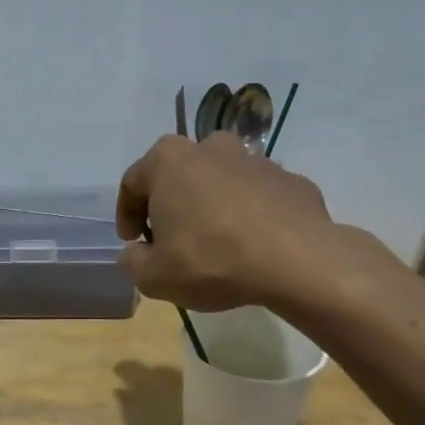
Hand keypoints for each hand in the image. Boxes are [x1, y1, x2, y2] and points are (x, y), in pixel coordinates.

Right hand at [117, 133, 367, 314]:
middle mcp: (210, 148)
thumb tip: (137, 252)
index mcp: (168, 161)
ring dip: (210, 206)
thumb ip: (133, 261)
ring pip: (219, 182)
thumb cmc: (211, 260)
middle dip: (170, 204)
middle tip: (170, 239)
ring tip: (214, 243)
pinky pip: (257, 197)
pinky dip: (248, 214)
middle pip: (178, 175)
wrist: (298, 261)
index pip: (132, 183)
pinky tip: (250, 245)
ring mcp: (256, 160)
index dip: (126, 215)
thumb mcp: (153, 276)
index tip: (132, 242)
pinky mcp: (291, 179)